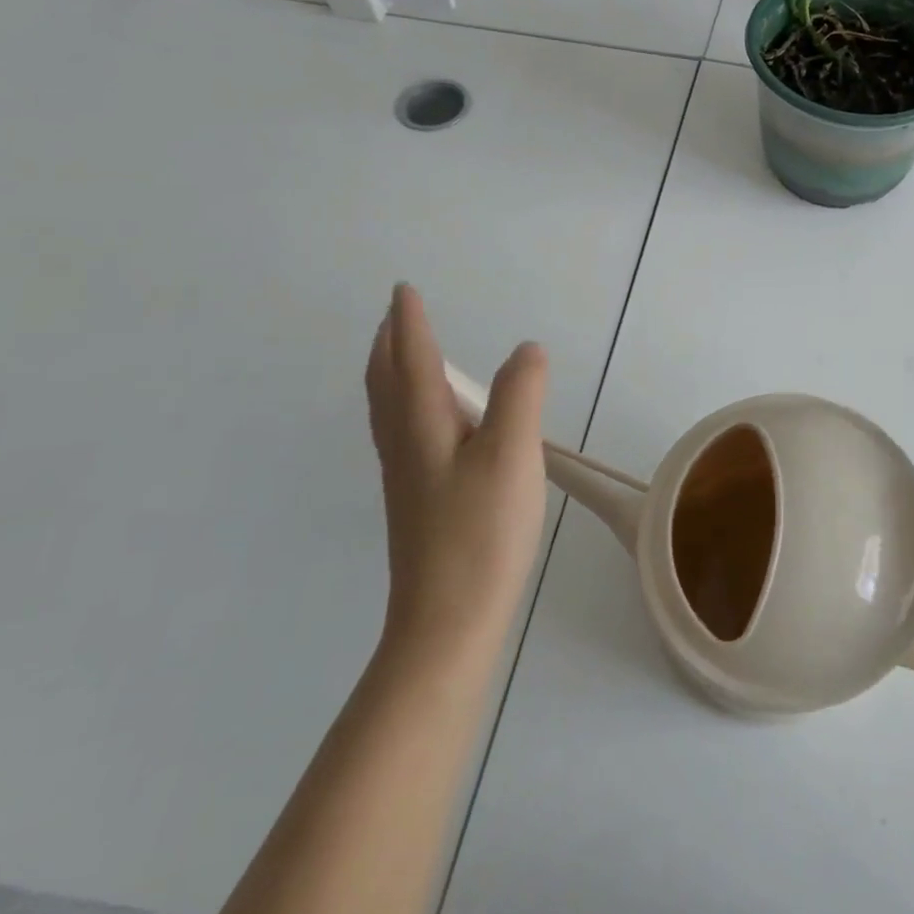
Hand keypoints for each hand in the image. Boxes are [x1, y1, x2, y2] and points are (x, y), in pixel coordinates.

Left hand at [365, 283, 549, 656]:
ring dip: (394, 374)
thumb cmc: (481, 534)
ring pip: (391, 412)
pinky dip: (408, 407)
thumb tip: (526, 350)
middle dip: (390, 345)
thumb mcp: (512, 455)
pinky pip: (403, 434)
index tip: (403, 290)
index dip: (409, 323)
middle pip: (387, 384)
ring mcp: (407, 479)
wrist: (447, 623)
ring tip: (408, 357)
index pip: (413, 361)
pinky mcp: (417, 504)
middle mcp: (405, 447)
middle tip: (397, 316)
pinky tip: (432, 425)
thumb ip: (520, 396)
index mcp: (423, 428)